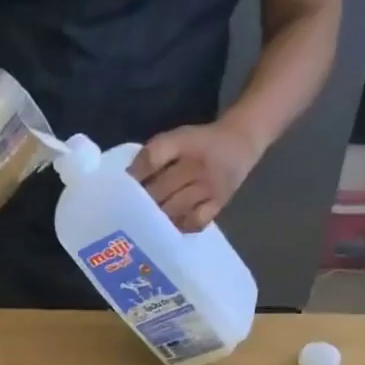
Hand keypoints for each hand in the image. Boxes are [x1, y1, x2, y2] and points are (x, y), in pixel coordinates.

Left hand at [130, 120, 261, 231]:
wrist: (241, 142)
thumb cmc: (201, 143)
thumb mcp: (179, 137)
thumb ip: (155, 155)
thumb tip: (128, 182)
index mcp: (184, 142)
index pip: (153, 157)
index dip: (136, 174)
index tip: (123, 187)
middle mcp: (197, 164)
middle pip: (161, 189)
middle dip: (142, 202)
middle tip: (129, 214)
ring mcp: (210, 186)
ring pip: (175, 209)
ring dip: (157, 218)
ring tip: (145, 225)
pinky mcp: (219, 203)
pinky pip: (195, 222)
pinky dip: (180, 226)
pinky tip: (171, 227)